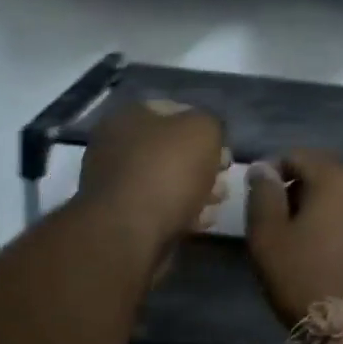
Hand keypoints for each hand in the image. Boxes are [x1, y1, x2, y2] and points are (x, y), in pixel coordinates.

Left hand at [77, 100, 228, 250]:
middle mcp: (118, 146)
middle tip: (223, 178)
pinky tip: (201, 222)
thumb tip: (208, 136)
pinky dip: (183, 213)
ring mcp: (118, 184)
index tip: (224, 148)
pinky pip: (162, 209)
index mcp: (129, 117)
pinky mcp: (125, 218)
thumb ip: (210, 124)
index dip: (205, 127)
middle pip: (173, 150)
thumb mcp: (202, 130)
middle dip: (204, 164)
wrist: (130, 233)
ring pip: (170, 181)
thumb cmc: (167, 171)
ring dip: (198, 191)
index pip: (175, 110)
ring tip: (216, 203)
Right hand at [245, 150, 342, 328]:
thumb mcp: (269, 238)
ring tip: (298, 244)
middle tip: (275, 226)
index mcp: (336, 176)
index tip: (257, 204)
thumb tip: (262, 168)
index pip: (295, 155)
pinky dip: (337, 228)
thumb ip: (262, 196)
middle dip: (295, 192)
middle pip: (321, 174)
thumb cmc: (309, 279)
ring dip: (317, 211)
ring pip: (340, 198)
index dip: (270, 174)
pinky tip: (324, 256)